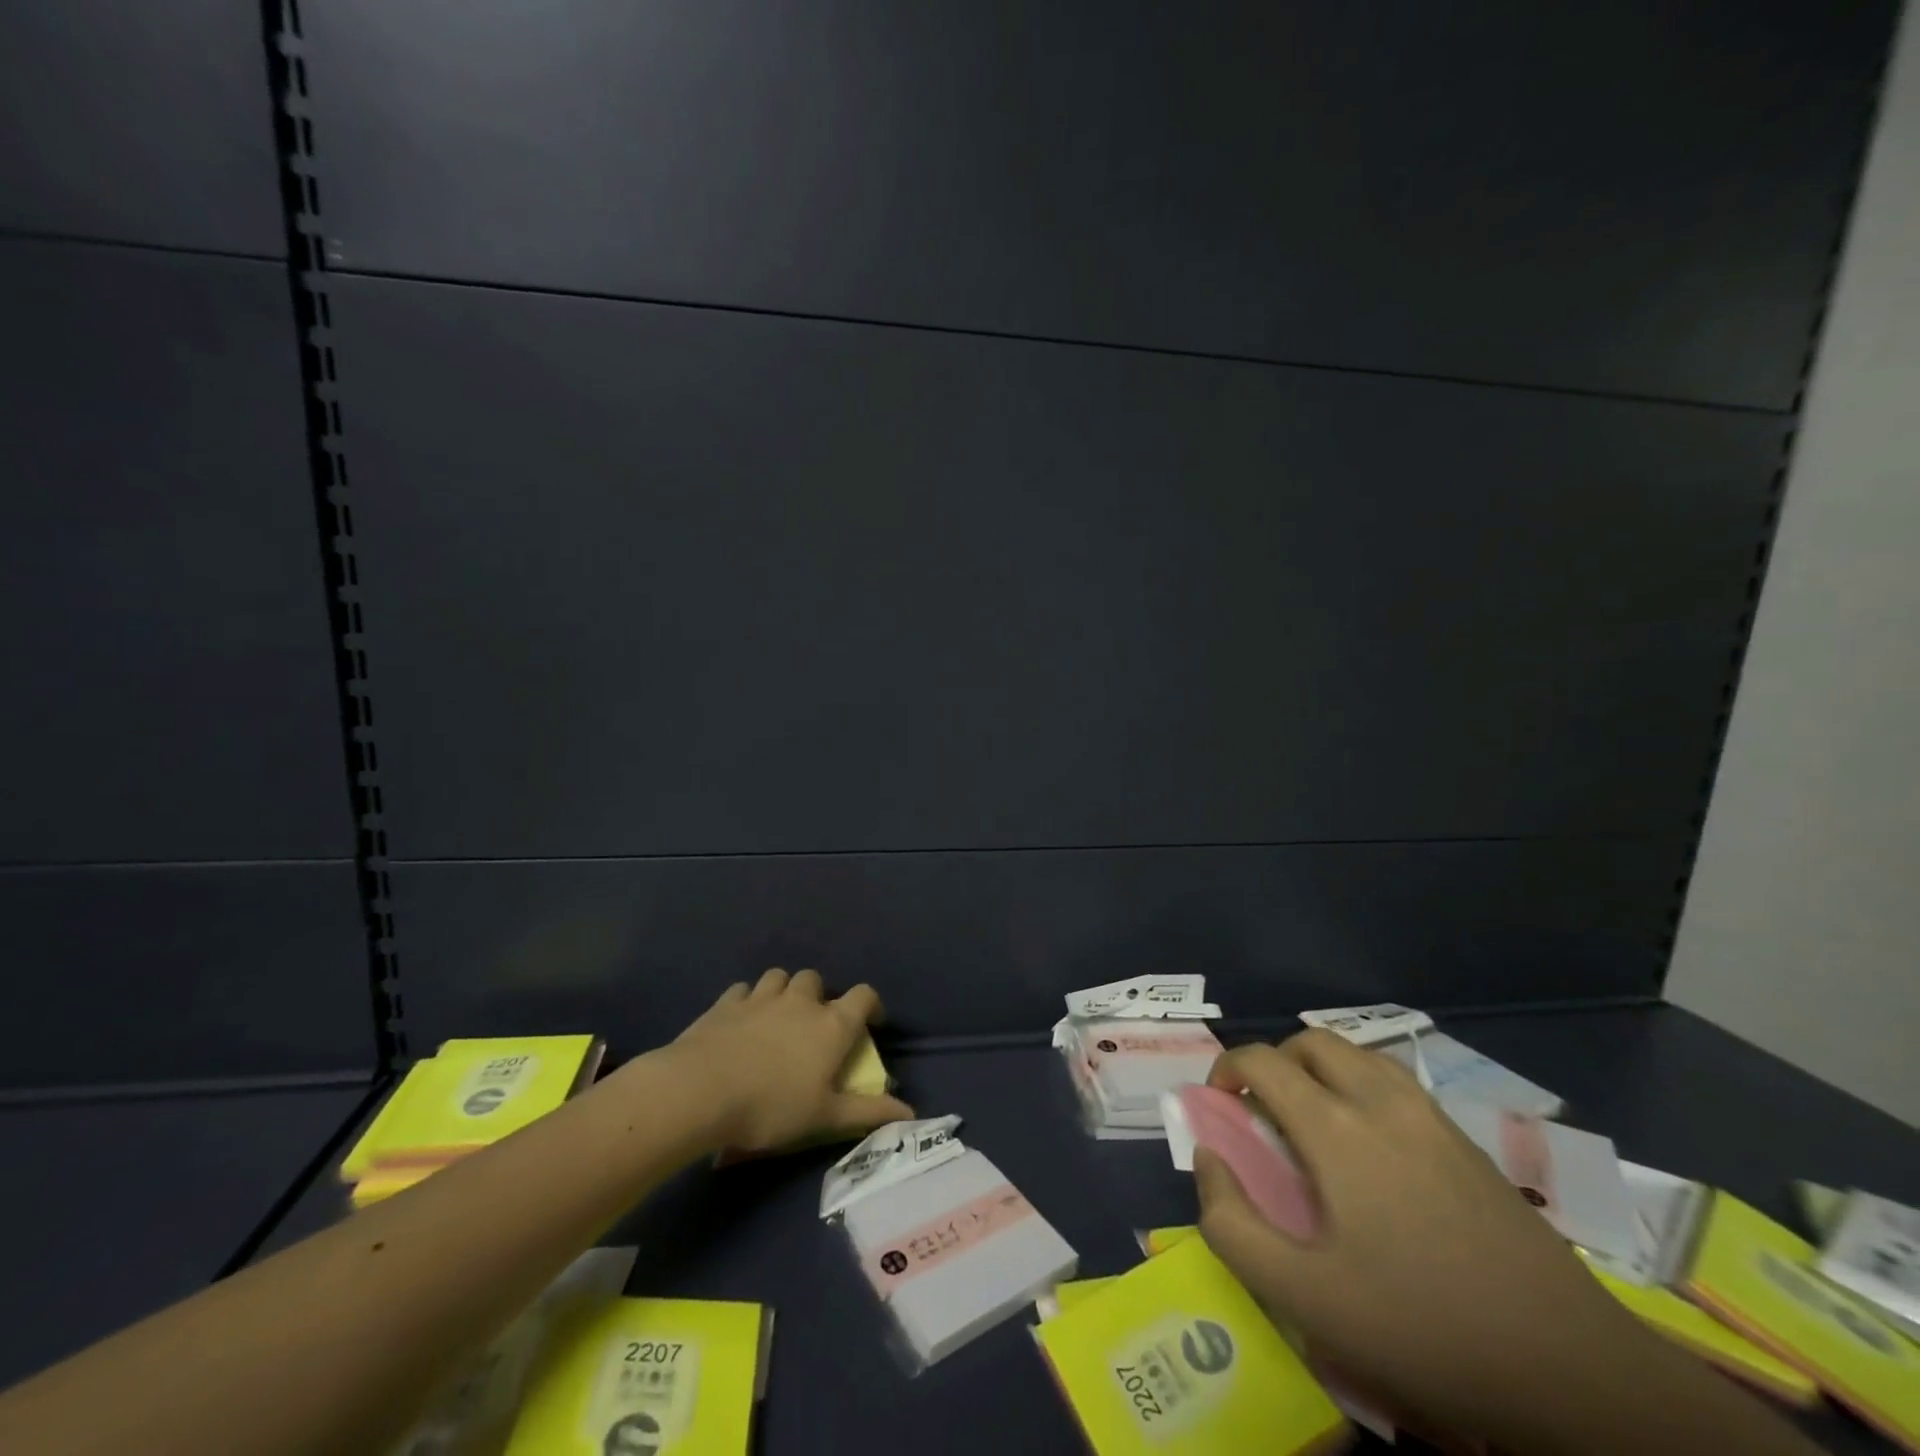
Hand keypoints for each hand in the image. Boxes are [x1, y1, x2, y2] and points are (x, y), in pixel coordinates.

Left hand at [668, 968, 914, 1152]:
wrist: (702, 1090)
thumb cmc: (772, 1106)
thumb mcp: (824, 1116)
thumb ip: (868, 1112)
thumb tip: (911, 1114)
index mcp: (831, 1025)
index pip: (864, 996)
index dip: (870, 1005)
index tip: (870, 1023)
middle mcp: (801, 1001)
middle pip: (816, 980)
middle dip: (818, 996)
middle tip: (812, 1024)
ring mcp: (761, 997)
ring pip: (779, 977)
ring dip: (783, 992)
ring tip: (777, 1017)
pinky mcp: (726, 1002)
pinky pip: (743, 990)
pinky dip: (747, 1000)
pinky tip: (740, 1020)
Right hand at [1194, 1030, 1659, 1445]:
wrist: (1573, 1370)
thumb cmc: (1423, 1328)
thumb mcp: (1306, 1296)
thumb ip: (1232, 1224)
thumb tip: (1208, 1159)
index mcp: (1337, 1127)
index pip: (1262, 1060)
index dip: (1226, 1070)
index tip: (1219, 1106)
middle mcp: (1381, 1101)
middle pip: (1311, 1042)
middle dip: (1273, 1062)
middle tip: (1264, 1114)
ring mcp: (1432, 1117)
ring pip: (1359, 1055)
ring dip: (1320, 1069)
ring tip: (1313, 1122)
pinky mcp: (1467, 1142)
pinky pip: (1396, 1083)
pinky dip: (1361, 1087)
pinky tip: (1372, 1148)